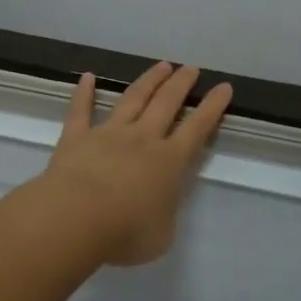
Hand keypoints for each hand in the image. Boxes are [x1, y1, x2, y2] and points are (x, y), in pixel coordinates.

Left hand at [42, 62, 234, 266]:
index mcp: (169, 162)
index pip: (197, 129)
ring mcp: (108, 133)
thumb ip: (164, 213)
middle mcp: (142, 139)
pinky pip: (81, 110)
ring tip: (161, 65)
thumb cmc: (125, 232)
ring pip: (132, 99)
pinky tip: (87, 77)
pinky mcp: (77, 136)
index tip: (223, 87)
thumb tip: (158, 205)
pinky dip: (84, 92)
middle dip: (181, 84)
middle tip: (191, 68)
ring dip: (148, 80)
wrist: (76, 217)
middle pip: (166, 103)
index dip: (212, 107)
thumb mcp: (161, 235)